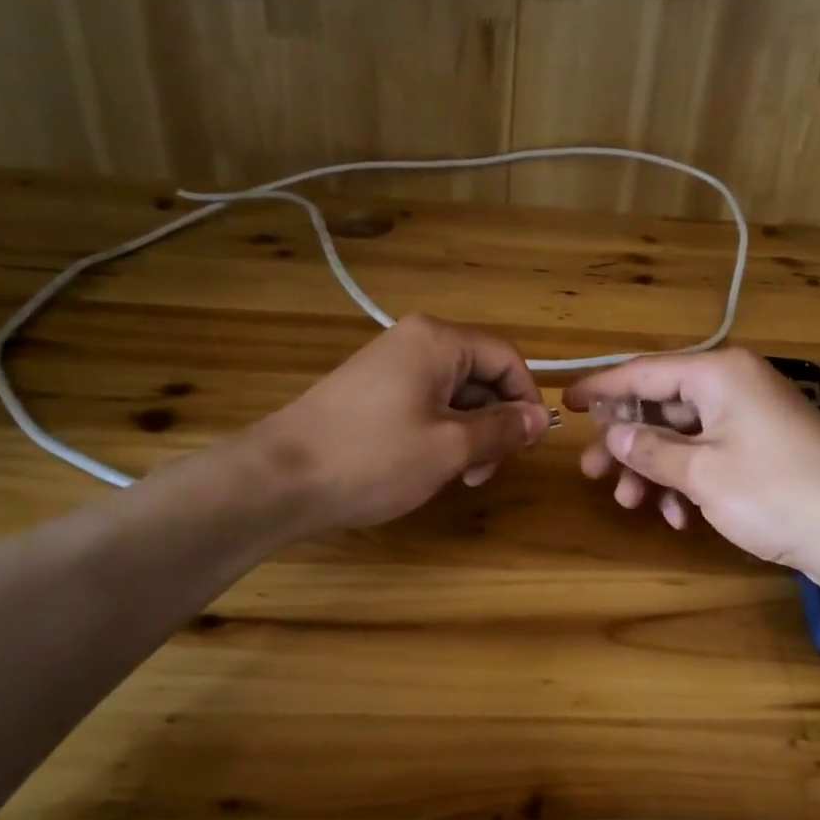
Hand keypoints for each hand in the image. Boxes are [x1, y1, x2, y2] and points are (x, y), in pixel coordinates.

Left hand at [255, 315, 551, 532]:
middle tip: (488, 471)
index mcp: (438, 341)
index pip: (507, 358)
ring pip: (453, 395)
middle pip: (481, 376)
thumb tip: (541, 418)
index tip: (531, 444)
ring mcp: (389, 366)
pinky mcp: (371, 392)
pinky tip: (431, 468)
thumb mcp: (450, 447)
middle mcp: (415, 342)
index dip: (527, 399)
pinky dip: (440, 434)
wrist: (279, 479)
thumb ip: (503, 428)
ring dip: (469, 435)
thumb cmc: (374, 457)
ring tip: (461, 477)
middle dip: (495, 423)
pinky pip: (424, 405)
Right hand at [563, 349, 819, 593]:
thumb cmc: (778, 492)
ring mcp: (751, 421)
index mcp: (719, 374)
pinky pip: (710, 458)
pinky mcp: (764, 454)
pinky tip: (678, 518)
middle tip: (593, 472)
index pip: (645, 371)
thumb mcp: (703, 472)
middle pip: (662, 405)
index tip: (566, 403)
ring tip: (631, 504)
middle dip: (627, 441)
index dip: (602, 388)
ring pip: (684, 437)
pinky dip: (688, 483)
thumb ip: (651, 450)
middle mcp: (734, 387)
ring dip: (655, 470)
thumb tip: (613, 433)